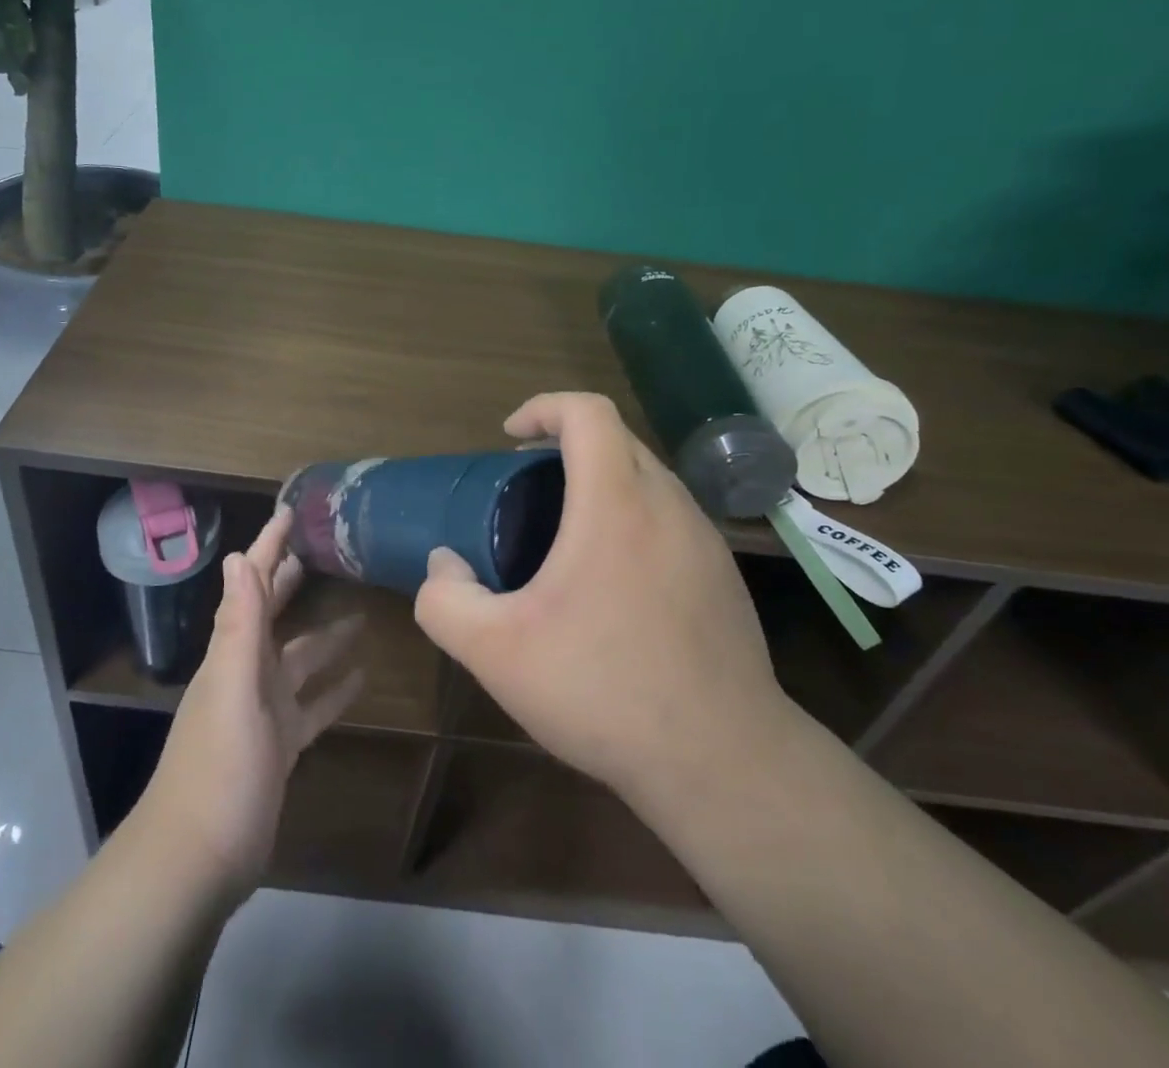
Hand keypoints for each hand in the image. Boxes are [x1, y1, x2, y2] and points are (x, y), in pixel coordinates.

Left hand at [138, 507, 364, 895]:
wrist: (198, 860)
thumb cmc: (219, 769)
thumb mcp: (232, 690)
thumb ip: (239, 625)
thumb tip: (237, 557)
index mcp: (233, 652)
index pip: (251, 584)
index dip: (268, 546)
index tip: (289, 512)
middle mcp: (246, 672)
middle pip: (272, 614)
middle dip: (292, 580)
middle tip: (323, 550)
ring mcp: (263, 711)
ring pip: (300, 659)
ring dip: (325, 637)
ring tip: (361, 614)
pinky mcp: (280, 746)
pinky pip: (312, 705)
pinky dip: (334, 689)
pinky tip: (362, 678)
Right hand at [414, 392, 794, 813]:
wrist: (723, 762)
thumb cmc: (603, 690)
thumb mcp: (495, 652)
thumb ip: (445, 600)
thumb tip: (445, 564)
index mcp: (616, 502)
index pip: (588, 412)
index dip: (543, 407)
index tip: (509, 437)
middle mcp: (669, 504)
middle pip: (617, 439)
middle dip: (565, 445)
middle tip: (526, 487)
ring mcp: (706, 540)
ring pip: (647, 478)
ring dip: (601, 482)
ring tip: (563, 533)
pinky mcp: (724, 576)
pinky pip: (669, 518)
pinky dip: (631, 518)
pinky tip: (610, 583)